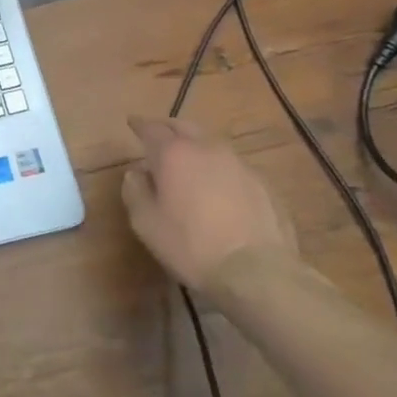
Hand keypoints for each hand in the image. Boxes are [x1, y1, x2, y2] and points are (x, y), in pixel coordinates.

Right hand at [121, 116, 299, 299]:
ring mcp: (239, 164)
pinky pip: (233, 167)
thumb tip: (136, 174)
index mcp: (174, 154)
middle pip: (184, 127)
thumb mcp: (146, 223)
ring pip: (212, 144)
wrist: (258, 273)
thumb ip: (135, 191)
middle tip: (159, 134)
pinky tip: (219, 188)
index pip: (151, 128)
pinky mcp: (263, 184)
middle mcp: (207, 149)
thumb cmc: (191, 246)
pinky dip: (220, 169)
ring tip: (189, 161)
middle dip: (168, 128)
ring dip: (196, 147)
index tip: (132, 122)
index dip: (139, 125)